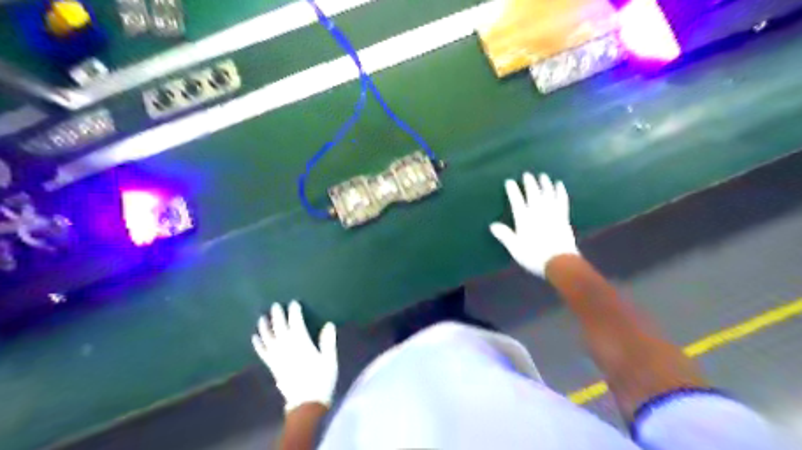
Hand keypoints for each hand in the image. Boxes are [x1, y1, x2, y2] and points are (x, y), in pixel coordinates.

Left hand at [251, 301, 335, 412]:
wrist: (306, 403)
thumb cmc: (321, 379)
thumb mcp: (329, 359)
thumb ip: (328, 341)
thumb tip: (329, 324)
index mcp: (301, 343)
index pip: (296, 322)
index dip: (294, 312)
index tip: (294, 303)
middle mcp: (286, 347)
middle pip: (280, 327)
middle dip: (277, 315)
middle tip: (275, 305)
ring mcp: (277, 357)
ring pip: (268, 338)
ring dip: (264, 327)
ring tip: (262, 317)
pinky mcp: (272, 366)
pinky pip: (263, 352)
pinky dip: (258, 343)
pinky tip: (254, 337)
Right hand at [489, 171, 576, 277]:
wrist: (559, 262)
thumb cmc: (534, 256)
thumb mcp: (515, 248)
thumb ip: (505, 235)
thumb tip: (492, 225)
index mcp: (524, 219)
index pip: (517, 200)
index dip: (512, 190)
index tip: (509, 181)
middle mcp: (538, 212)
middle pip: (533, 193)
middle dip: (529, 183)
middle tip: (527, 174)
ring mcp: (552, 213)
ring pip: (548, 194)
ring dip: (545, 184)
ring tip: (543, 176)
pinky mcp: (563, 217)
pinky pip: (561, 200)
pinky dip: (560, 191)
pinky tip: (559, 185)